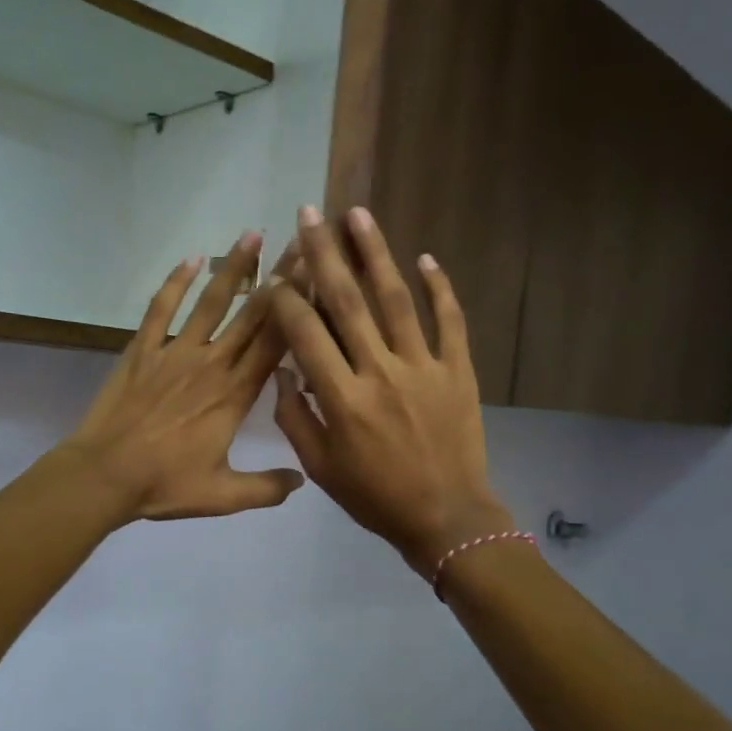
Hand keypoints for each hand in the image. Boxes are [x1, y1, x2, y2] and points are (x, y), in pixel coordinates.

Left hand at [61, 232, 303, 522]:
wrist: (105, 475)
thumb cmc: (165, 484)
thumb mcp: (223, 495)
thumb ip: (266, 487)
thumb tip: (303, 479)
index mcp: (236, 394)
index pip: (277, 343)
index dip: (299, 309)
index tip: (319, 278)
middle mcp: (212, 364)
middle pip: (253, 313)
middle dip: (280, 277)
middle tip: (300, 242)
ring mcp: (175, 352)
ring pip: (211, 302)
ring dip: (233, 267)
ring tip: (252, 234)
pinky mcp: (143, 350)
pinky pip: (161, 308)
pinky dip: (175, 282)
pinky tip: (190, 259)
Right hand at [270, 207, 511, 575]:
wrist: (446, 517)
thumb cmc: (375, 497)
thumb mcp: (321, 467)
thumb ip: (296, 417)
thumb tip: (284, 371)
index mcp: (342, 398)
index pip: (306, 333)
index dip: (286, 299)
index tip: (274, 274)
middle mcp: (380, 372)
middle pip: (348, 301)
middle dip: (324, 253)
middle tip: (310, 213)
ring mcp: (423, 367)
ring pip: (396, 299)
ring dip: (376, 253)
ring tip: (358, 214)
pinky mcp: (457, 370)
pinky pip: (450, 321)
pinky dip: (440, 288)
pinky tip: (426, 257)